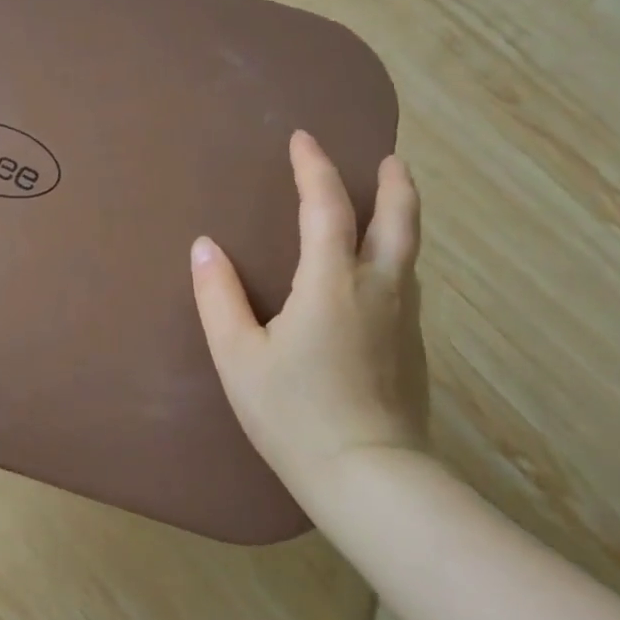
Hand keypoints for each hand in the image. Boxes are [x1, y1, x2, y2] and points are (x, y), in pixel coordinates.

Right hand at [189, 131, 428, 512]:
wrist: (371, 480)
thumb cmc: (295, 414)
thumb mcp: (238, 356)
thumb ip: (218, 297)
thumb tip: (205, 247)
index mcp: (332, 283)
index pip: (327, 206)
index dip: (315, 167)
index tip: (303, 138)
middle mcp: (378, 289)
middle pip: (398, 220)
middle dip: (393, 183)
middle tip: (387, 158)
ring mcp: (403, 320)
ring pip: (409, 252)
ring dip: (399, 217)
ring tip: (383, 205)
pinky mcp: (413, 349)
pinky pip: (406, 282)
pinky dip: (395, 256)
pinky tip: (377, 272)